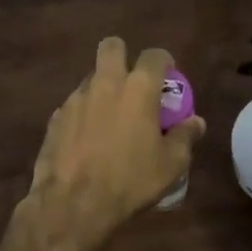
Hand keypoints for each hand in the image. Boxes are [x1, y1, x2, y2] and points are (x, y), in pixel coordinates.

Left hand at [25, 37, 205, 250]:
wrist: (73, 203)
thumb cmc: (130, 180)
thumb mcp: (170, 165)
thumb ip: (185, 137)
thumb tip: (196, 122)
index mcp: (138, 89)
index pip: (154, 55)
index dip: (164, 61)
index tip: (168, 76)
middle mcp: (105, 84)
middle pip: (112, 47)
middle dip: (123, 55)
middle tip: (132, 81)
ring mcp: (76, 99)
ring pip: (91, 77)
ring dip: (103, 88)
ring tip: (111, 118)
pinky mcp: (55, 118)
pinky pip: (74, 105)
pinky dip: (84, 114)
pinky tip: (89, 139)